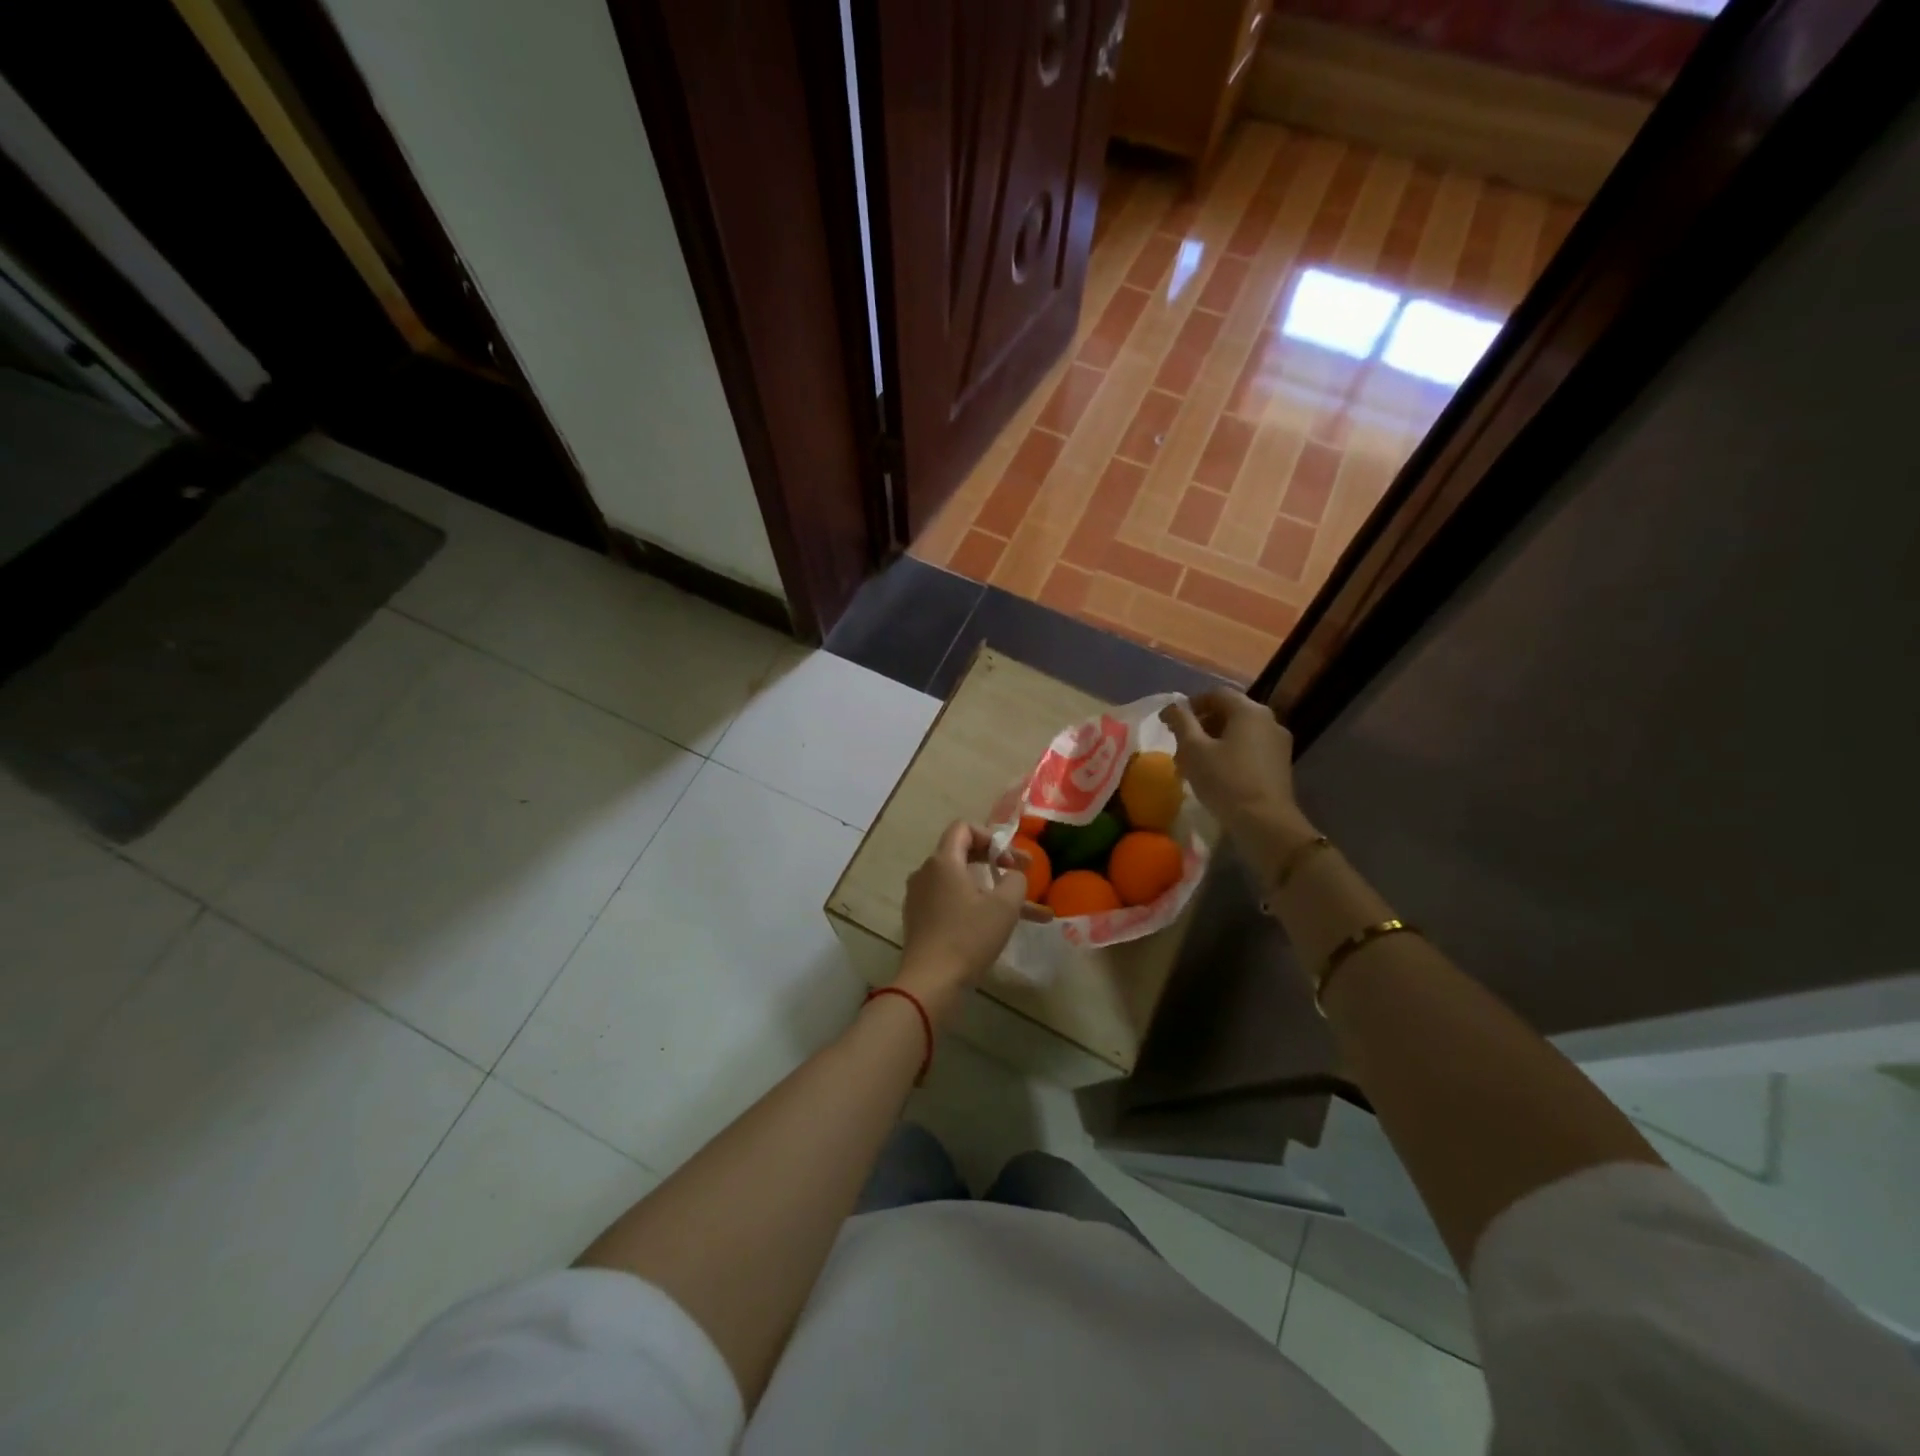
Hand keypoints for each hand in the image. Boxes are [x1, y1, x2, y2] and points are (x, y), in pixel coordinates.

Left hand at [897, 821, 1041, 1017]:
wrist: (930, 982)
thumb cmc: (968, 938)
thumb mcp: (1004, 906)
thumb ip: (1015, 879)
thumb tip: (1013, 874)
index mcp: (943, 861)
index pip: (963, 828)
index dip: (991, 837)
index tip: (1010, 859)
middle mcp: (926, 872)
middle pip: (961, 853)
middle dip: (994, 862)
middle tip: (1019, 876)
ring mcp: (919, 896)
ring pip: (959, 881)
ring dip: (989, 889)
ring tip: (1021, 909)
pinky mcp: (919, 919)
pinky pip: (949, 901)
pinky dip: (973, 905)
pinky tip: (996, 925)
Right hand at [1160, 689, 1311, 852]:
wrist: (1265, 823)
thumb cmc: (1225, 781)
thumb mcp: (1193, 750)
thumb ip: (1181, 722)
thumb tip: (1172, 707)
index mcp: (1248, 710)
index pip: (1215, 694)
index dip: (1190, 705)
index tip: (1171, 724)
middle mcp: (1268, 720)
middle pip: (1229, 712)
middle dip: (1201, 725)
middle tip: (1180, 745)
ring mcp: (1278, 742)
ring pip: (1239, 732)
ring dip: (1214, 740)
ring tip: (1195, 762)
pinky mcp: (1281, 764)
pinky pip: (1250, 748)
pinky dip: (1231, 752)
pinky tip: (1216, 773)